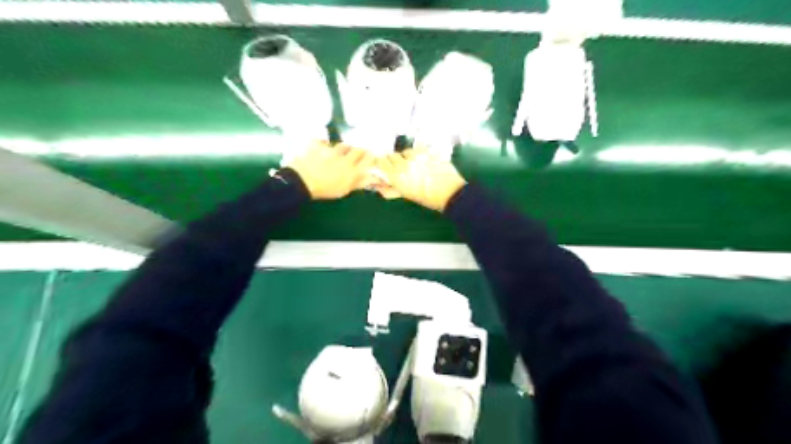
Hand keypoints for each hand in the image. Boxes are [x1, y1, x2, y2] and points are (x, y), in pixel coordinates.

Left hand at [289, 141, 375, 198]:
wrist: (301, 182)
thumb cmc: (324, 190)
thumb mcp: (344, 190)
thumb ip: (358, 182)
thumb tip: (372, 178)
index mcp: (353, 171)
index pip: (368, 159)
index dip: (370, 157)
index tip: (370, 158)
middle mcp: (345, 158)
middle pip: (358, 149)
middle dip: (359, 151)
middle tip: (357, 154)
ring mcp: (331, 149)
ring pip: (343, 145)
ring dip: (344, 148)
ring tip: (340, 152)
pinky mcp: (318, 144)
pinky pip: (323, 140)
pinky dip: (323, 143)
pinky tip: (322, 147)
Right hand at [375, 150, 464, 210]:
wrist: (450, 193)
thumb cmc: (427, 198)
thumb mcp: (407, 195)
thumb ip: (390, 190)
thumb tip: (377, 187)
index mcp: (397, 177)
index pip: (380, 162)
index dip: (383, 164)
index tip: (386, 167)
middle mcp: (404, 164)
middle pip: (392, 155)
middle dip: (394, 161)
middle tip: (402, 168)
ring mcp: (417, 156)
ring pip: (405, 151)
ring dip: (407, 157)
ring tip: (416, 165)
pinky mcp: (428, 151)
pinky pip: (418, 149)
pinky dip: (419, 154)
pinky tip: (425, 162)